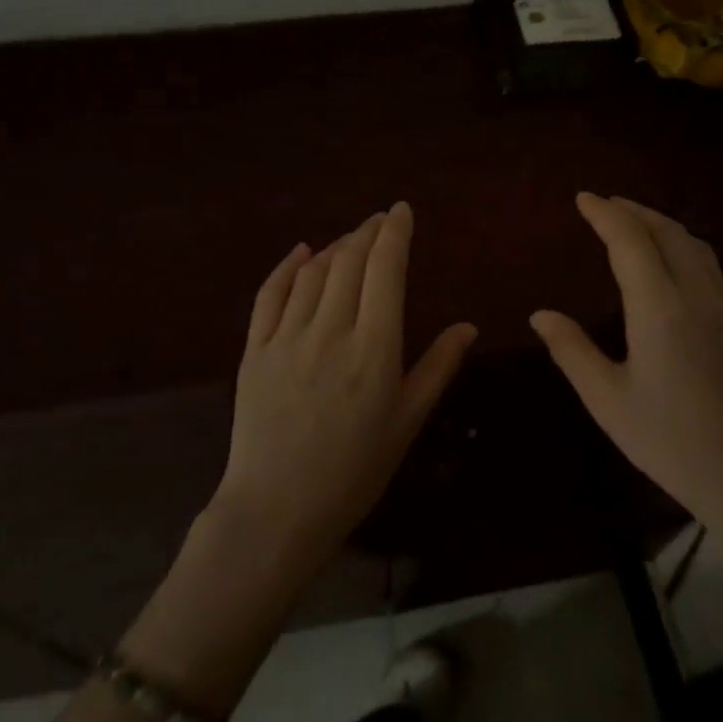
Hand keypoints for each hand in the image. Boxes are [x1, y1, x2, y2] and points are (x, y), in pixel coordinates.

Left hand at [213, 202, 476, 579]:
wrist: (277, 510)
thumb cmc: (354, 472)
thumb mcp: (406, 423)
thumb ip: (437, 368)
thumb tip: (468, 326)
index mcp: (374, 349)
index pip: (386, 271)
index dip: (395, 234)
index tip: (401, 211)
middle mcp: (330, 331)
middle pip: (350, 262)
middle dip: (367, 233)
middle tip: (380, 221)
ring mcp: (286, 338)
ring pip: (313, 272)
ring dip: (335, 246)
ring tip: (351, 239)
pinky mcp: (254, 350)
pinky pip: (270, 294)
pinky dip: (287, 267)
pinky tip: (300, 252)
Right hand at [530, 193, 722, 550]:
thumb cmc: (672, 442)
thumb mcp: (608, 401)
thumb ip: (572, 351)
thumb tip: (541, 314)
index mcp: (660, 309)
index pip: (631, 242)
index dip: (606, 215)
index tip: (582, 198)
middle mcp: (696, 297)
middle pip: (667, 233)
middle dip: (634, 211)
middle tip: (603, 204)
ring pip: (694, 245)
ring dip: (661, 224)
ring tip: (633, 222)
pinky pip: (707, 264)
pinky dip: (680, 244)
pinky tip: (667, 261)